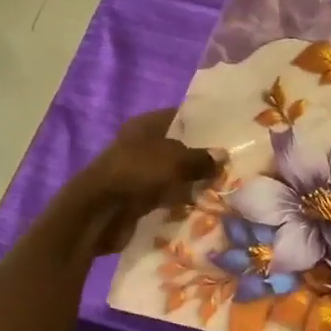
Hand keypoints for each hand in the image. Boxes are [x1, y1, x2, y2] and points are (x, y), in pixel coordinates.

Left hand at [62, 109, 222, 255]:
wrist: (99, 213)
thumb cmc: (137, 173)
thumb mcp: (176, 161)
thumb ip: (201, 159)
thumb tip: (222, 156)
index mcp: (146, 126)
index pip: (180, 118)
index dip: (203, 124)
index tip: (228, 134)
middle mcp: (141, 146)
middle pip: (178, 149)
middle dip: (202, 158)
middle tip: (232, 165)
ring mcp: (139, 173)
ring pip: (174, 175)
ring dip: (193, 183)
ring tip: (223, 188)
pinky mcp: (138, 198)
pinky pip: (166, 197)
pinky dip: (180, 202)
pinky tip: (203, 207)